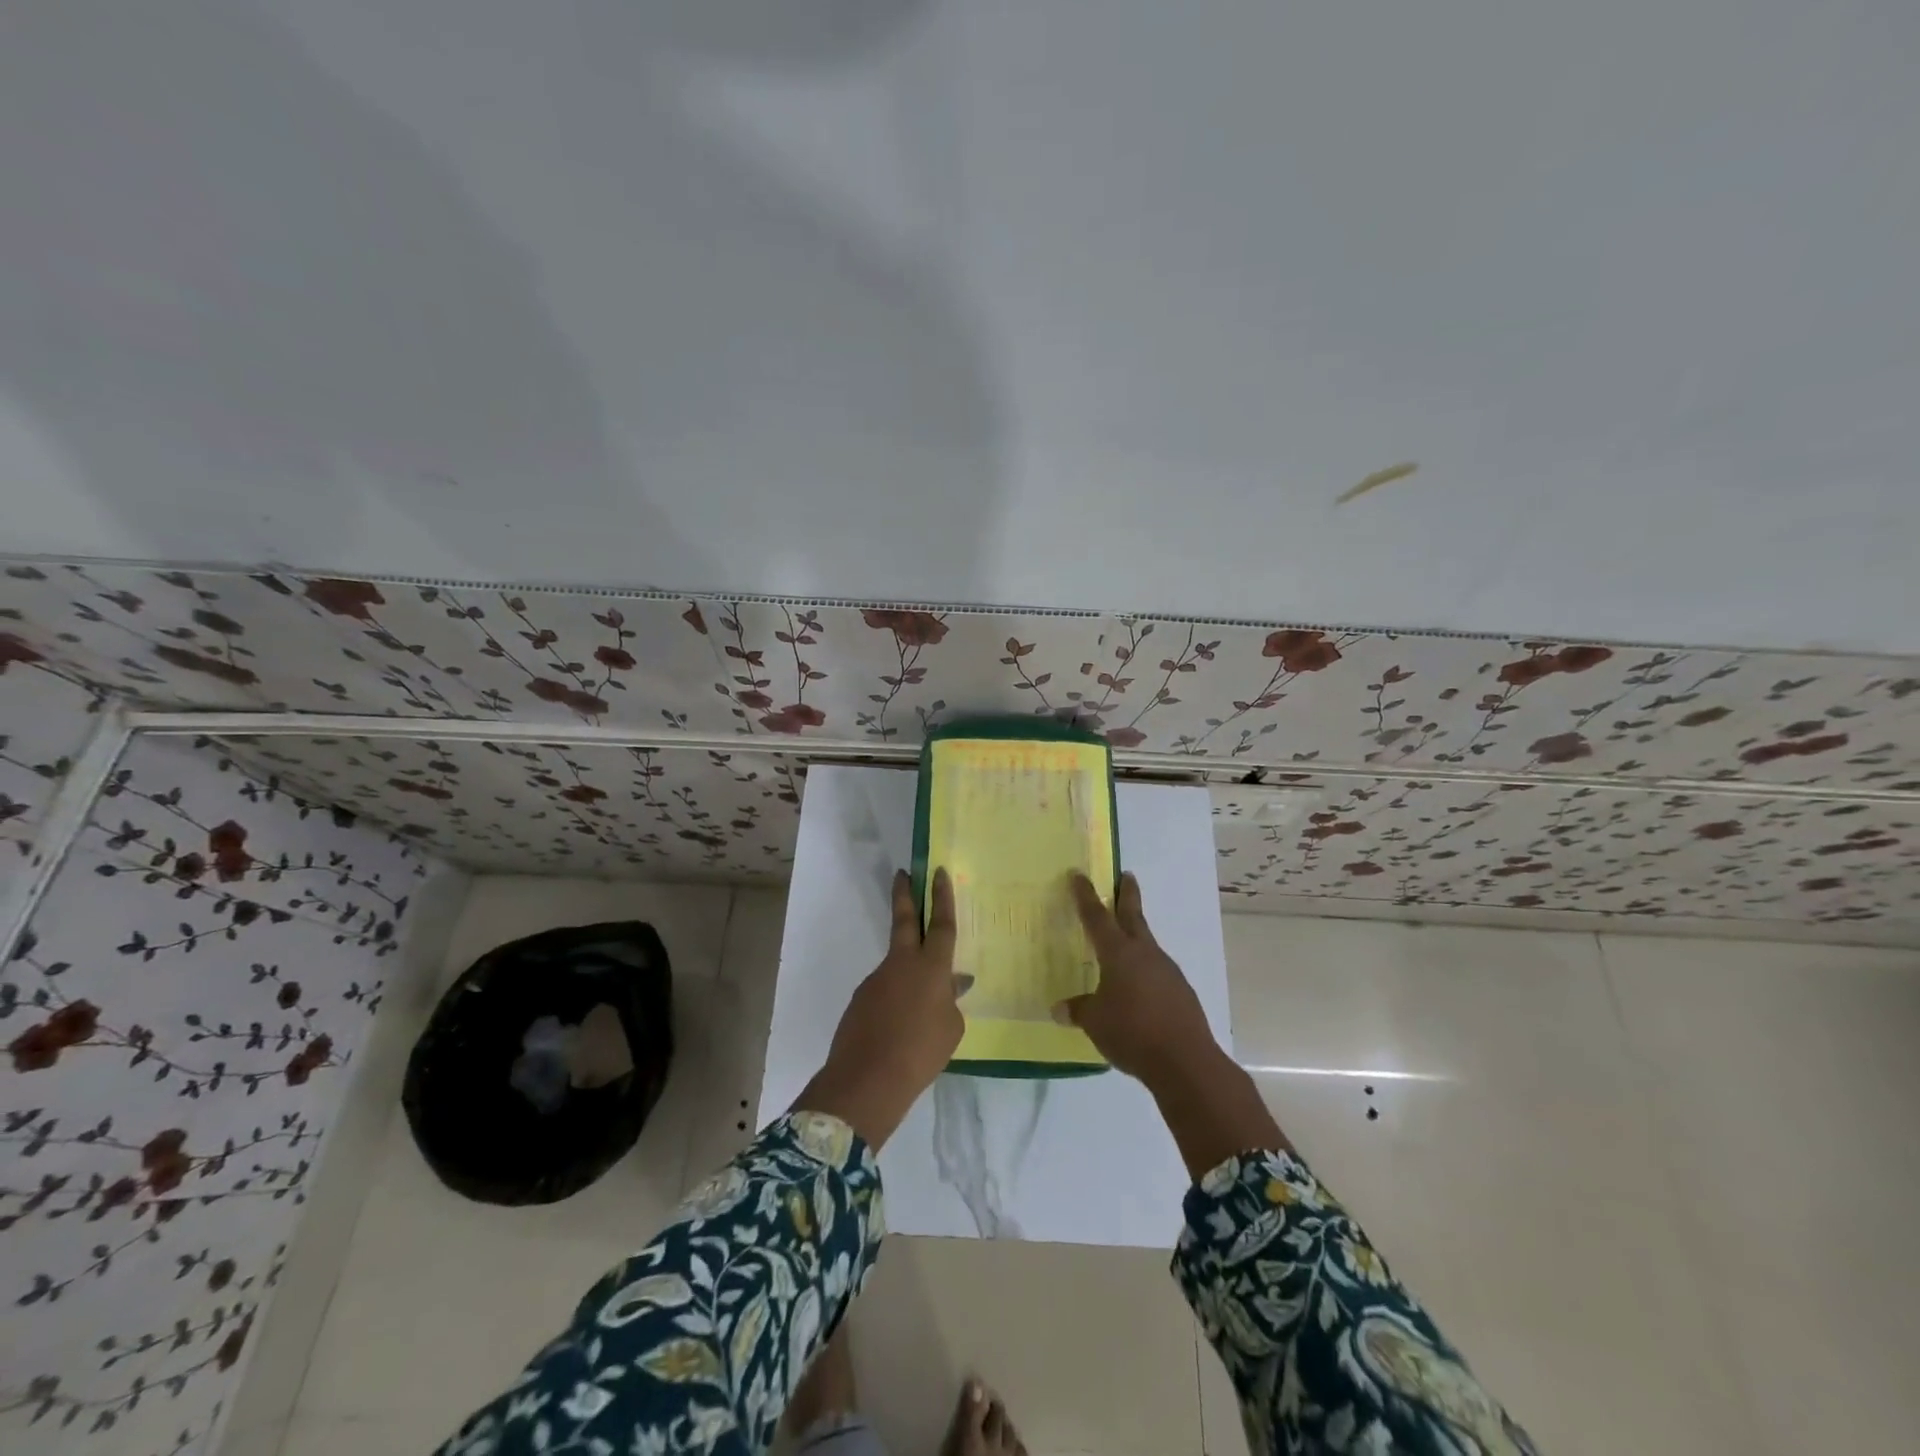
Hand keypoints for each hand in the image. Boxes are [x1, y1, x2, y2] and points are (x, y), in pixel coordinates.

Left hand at [797, 869, 962, 1147]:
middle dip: (905, 895)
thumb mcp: (951, 1029)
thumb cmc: (921, 1053)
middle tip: (903, 873)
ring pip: (897, 964)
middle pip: (904, 920)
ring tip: (920, 1008)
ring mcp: (877, 979)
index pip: (940, 924)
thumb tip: (951, 984)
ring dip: (908, 972)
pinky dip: (895, 1000)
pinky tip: (901, 1027)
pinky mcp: (861, 999)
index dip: (942, 897)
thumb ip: (950, 1001)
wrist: (867, 1079)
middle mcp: (902, 964)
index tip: (937, 872)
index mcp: (931, 967)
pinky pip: (885, 990)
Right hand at [1065, 872, 1287, 1174]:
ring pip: (1147, 943)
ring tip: (1124, 940)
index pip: (1096, 917)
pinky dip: (1145, 968)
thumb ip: (1078, 1010)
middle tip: (1126, 875)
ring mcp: (1166, 970)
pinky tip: (1139, 986)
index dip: (1086, 896)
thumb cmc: (1132, 1033)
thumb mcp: (1095, 1022)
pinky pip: (1157, 970)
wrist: (1185, 1061)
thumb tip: (1060, 1008)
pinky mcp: (1180, 990)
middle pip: (1133, 915)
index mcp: (1118, 953)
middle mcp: (1144, 953)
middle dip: (1127, 894)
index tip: (1079, 875)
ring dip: (1136, 934)